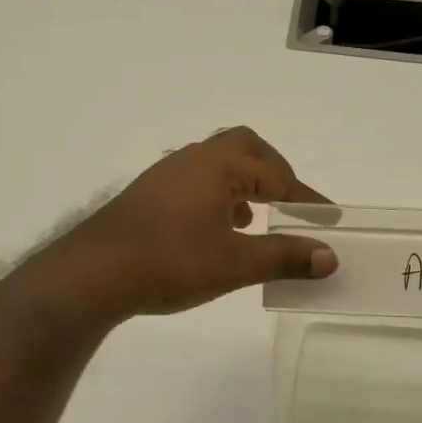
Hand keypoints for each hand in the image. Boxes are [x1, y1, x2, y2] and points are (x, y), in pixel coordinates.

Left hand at [49, 127, 338, 321]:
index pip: (276, 173)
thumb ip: (284, 257)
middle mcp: (192, 160)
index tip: (327, 219)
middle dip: (274, 173)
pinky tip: (216, 231)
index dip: (305, 197)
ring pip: (217, 165)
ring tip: (256, 220)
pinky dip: (219, 197)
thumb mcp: (235, 264)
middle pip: (245, 148)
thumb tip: (329, 257)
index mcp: (218, 166)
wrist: (92, 274)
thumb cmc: (169, 262)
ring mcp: (165, 176)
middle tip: (290, 203)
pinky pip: (196, 183)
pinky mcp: (148, 196)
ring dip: (245, 185)